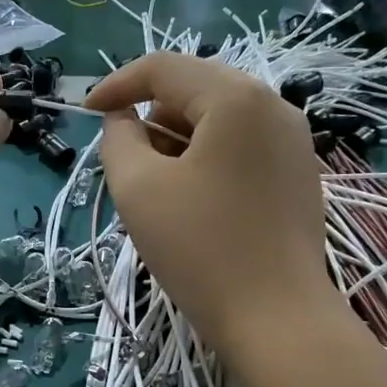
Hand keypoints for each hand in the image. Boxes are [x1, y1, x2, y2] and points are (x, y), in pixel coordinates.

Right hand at [86, 52, 327, 362]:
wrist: (275, 318)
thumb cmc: (200, 249)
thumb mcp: (137, 188)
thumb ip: (117, 139)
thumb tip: (123, 120)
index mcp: (236, 98)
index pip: (165, 68)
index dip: (117, 84)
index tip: (86, 113)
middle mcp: (274, 106)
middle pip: (196, 90)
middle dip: (151, 118)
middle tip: (125, 161)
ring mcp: (295, 142)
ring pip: (220, 120)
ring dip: (179, 141)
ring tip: (158, 188)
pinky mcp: (300, 175)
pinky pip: (242, 147)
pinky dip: (208, 159)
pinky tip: (195, 202)